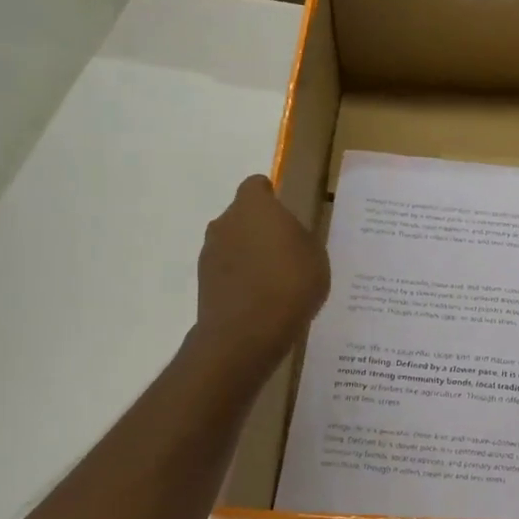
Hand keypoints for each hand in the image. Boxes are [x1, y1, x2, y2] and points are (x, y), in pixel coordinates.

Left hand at [193, 175, 329, 377]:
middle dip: (260, 228)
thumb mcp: (315, 255)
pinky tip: (260, 300)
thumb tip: (288, 235)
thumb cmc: (290, 283)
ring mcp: (209, 252)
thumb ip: (299, 237)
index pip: (257, 186)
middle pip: (242, 216)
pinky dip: (240, 279)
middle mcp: (225, 221)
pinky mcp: (203, 282)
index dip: (271, 197)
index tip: (287, 214)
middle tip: (285, 250)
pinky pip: (227, 271)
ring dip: (248, 254)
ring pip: (232, 243)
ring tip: (274, 280)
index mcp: (254, 206)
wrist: (248, 332)